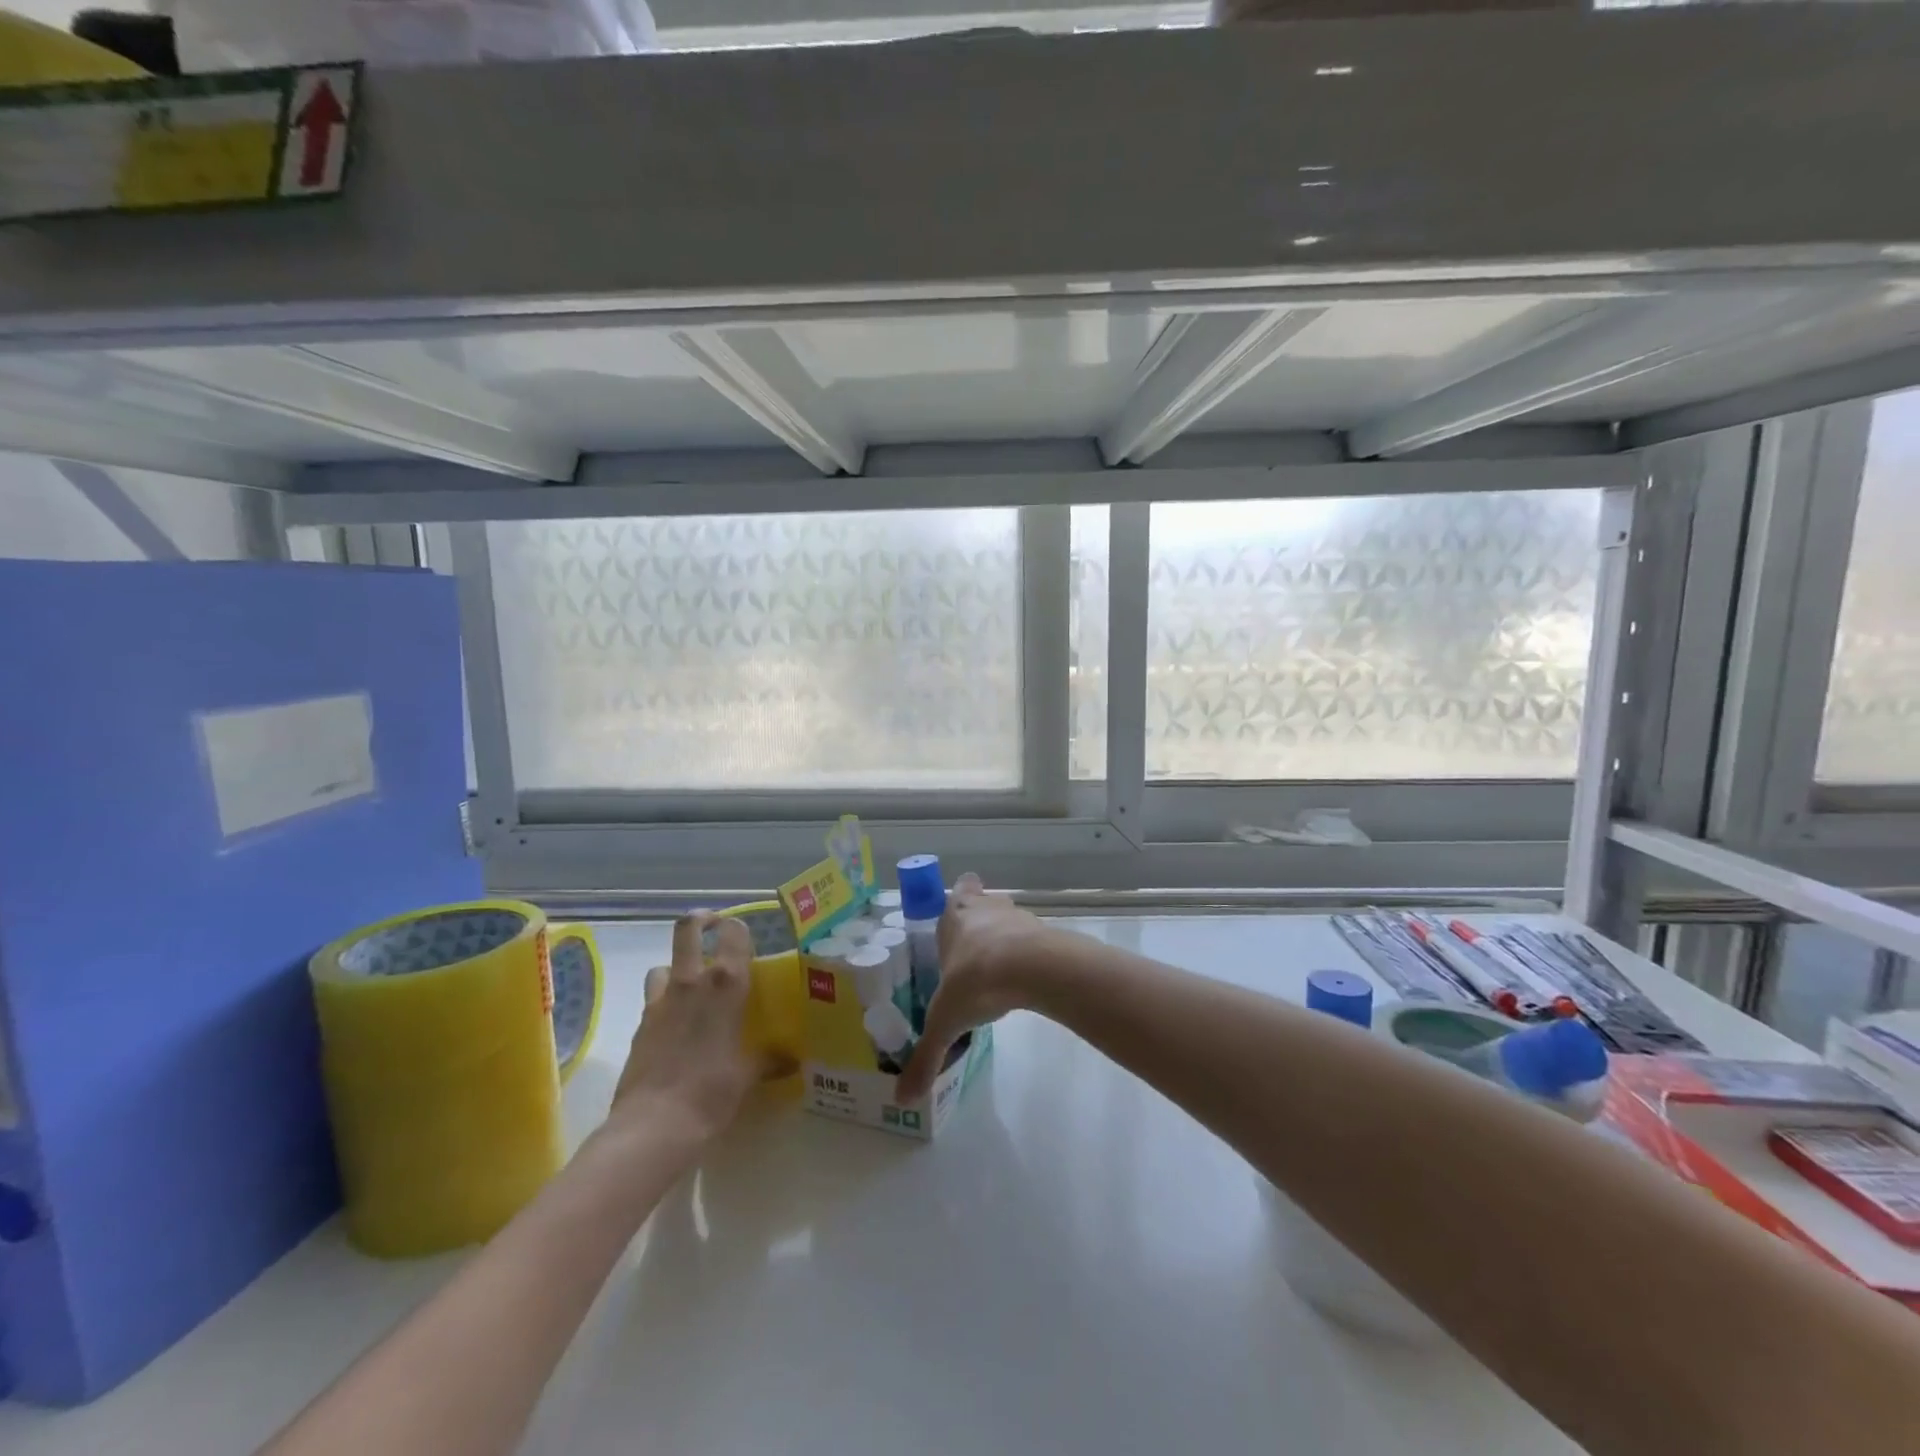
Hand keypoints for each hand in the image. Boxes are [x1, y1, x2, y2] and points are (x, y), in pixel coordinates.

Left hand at [607, 914, 761, 1151]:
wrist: (654, 1126)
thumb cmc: (712, 1092)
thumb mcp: (749, 1074)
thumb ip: (769, 1058)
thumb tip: (790, 1059)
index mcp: (725, 984)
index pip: (733, 932)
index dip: (739, 927)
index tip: (746, 936)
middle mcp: (691, 982)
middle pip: (687, 928)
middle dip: (701, 921)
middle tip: (713, 929)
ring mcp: (659, 1002)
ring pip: (663, 964)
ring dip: (677, 968)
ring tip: (692, 988)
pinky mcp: (639, 1026)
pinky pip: (653, 1000)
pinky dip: (665, 1004)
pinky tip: (677, 1029)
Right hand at [896, 874, 1056, 1100]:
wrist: (1034, 969)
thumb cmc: (976, 980)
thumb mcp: (945, 1022)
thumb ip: (925, 1057)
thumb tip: (902, 1099)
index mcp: (955, 915)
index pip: (957, 891)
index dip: (957, 901)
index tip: (955, 918)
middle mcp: (986, 908)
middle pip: (983, 902)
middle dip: (979, 921)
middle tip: (971, 952)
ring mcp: (1018, 917)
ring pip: (1009, 919)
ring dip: (1005, 939)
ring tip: (997, 972)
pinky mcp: (1045, 933)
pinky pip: (1033, 940)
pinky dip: (1028, 956)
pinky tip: (1023, 982)